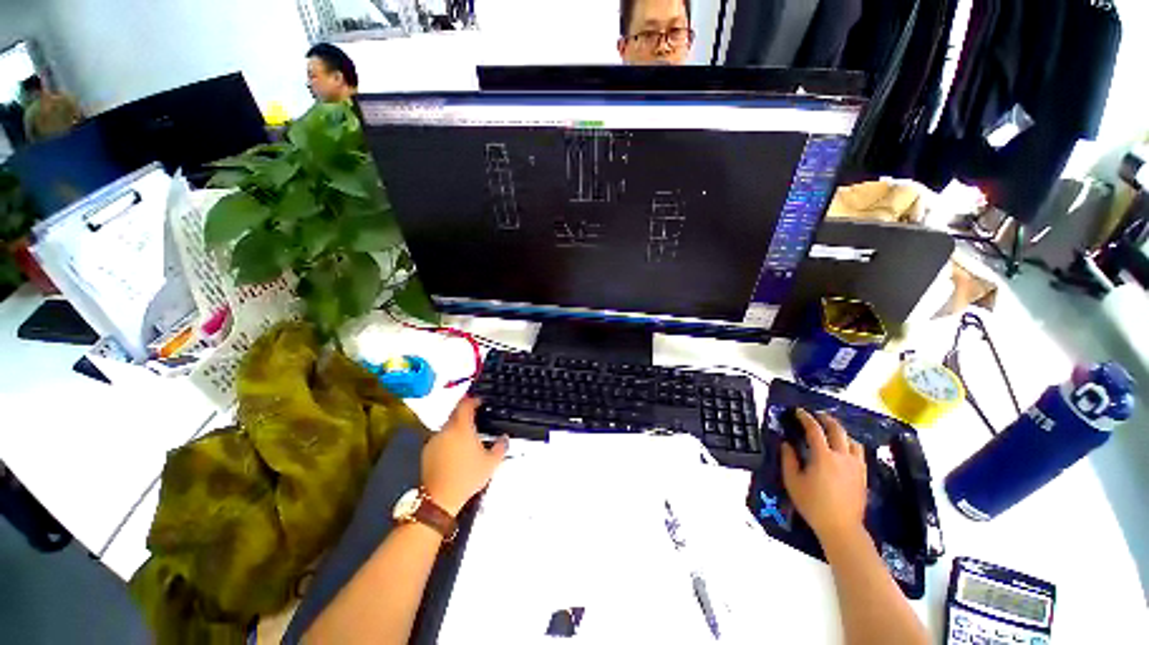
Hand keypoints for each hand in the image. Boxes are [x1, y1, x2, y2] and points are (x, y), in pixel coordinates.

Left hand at [422, 397, 507, 516]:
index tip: (480, 401)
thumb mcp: (491, 463)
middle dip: (466, 413)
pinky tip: (456, 450)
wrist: (440, 499)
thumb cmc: (466, 478)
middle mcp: (446, 430)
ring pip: (448, 426)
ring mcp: (435, 440)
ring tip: (468, 437)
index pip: (465, 404)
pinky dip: (449, 439)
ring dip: (457, 427)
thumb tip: (504, 438)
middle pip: (455, 413)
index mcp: (461, 428)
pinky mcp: (427, 451)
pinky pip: (440, 438)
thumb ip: (501, 446)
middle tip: (476, 418)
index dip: (473, 400)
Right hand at [781, 409, 867, 543]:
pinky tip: (844, 450)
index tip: (799, 411)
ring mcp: (856, 465)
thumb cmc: (813, 504)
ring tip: (831, 432)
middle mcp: (842, 456)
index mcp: (823, 456)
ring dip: (840, 432)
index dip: (806, 418)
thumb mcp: (792, 481)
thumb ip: (788, 459)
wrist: (841, 527)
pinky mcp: (863, 475)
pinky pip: (859, 453)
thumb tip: (786, 444)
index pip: (814, 430)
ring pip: (851, 440)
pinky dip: (850, 445)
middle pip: (837, 430)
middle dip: (826, 419)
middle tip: (817, 415)